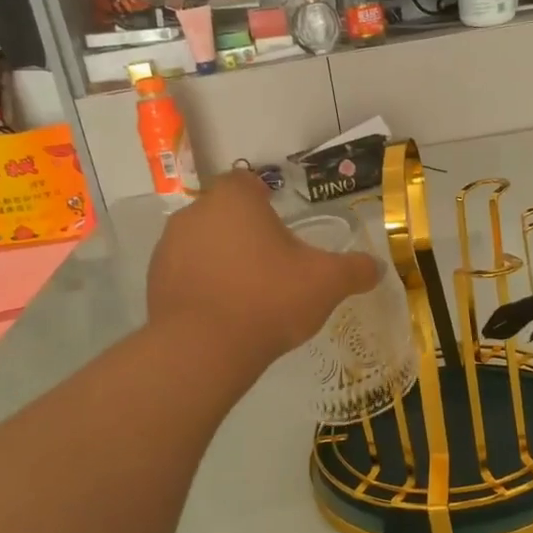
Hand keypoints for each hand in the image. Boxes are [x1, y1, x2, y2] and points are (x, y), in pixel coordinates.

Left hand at [147, 170, 379, 366]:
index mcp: (234, 200)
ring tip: (248, 293)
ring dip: (222, 258)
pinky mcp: (155, 282)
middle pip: (224, 213)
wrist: (204, 350)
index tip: (282, 226)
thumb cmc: (269, 299)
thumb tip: (377, 268)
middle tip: (272, 264)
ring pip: (203, 243)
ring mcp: (169, 248)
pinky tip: (223, 313)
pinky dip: (203, 284)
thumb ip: (355, 270)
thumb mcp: (327, 283)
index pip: (246, 182)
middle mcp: (195, 213)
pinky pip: (186, 273)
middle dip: (246, 232)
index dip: (264, 200)